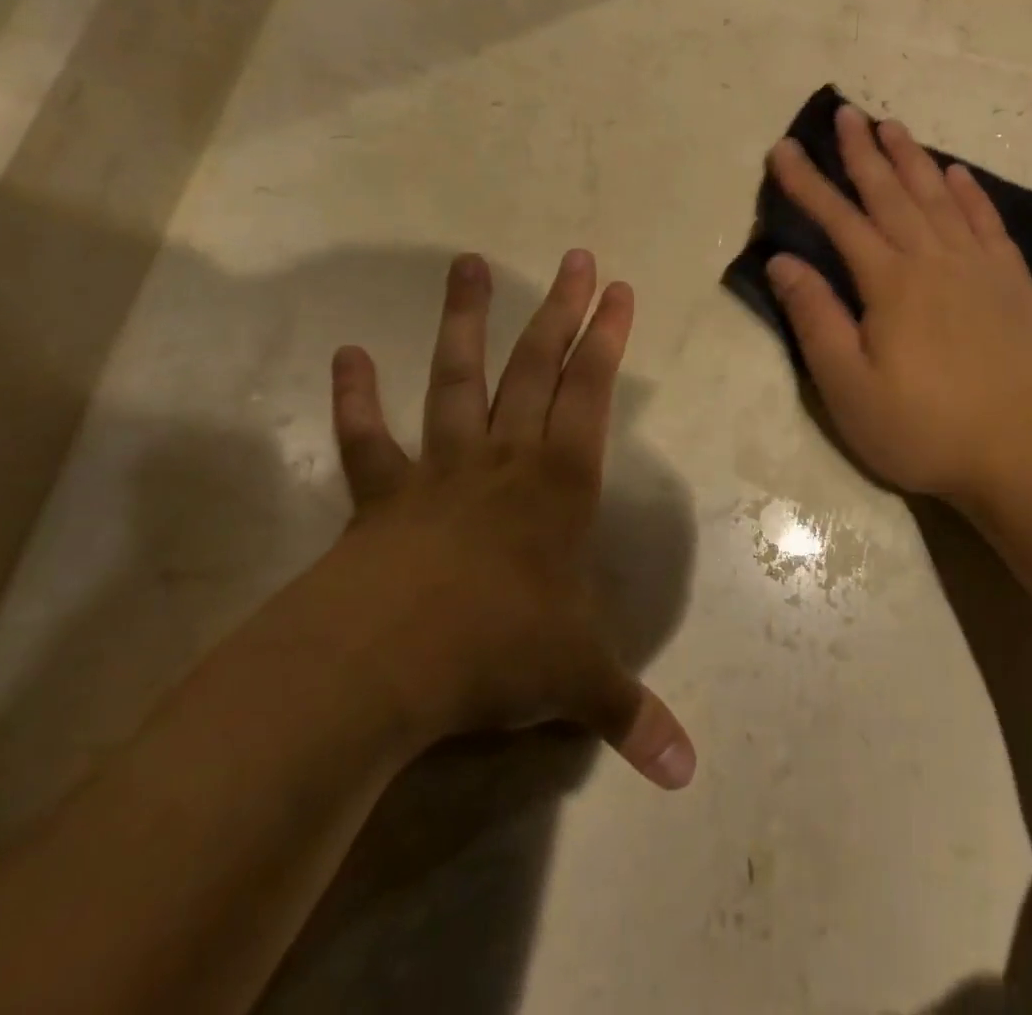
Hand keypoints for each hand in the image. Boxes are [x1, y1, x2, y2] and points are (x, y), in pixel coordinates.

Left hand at [318, 250, 694, 789]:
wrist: (378, 668)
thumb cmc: (495, 652)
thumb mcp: (576, 681)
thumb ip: (629, 716)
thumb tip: (687, 776)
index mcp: (557, 484)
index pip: (592, 394)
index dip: (609, 339)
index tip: (620, 289)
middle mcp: (503, 460)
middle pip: (537, 367)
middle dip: (561, 310)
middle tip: (575, 256)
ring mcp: (438, 470)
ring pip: (456, 380)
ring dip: (463, 323)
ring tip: (466, 263)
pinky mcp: (380, 497)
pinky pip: (367, 442)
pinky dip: (355, 401)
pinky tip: (344, 357)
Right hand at [765, 106, 1031, 507]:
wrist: (1022, 454)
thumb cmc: (923, 428)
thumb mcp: (849, 387)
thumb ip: (816, 318)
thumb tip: (784, 260)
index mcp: (890, 283)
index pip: (839, 218)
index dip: (807, 182)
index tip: (784, 148)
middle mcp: (935, 260)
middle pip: (891, 193)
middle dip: (862, 152)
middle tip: (845, 113)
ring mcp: (981, 268)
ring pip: (939, 197)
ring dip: (913, 158)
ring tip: (892, 126)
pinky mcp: (1014, 284)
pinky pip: (988, 222)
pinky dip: (970, 193)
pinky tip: (957, 174)